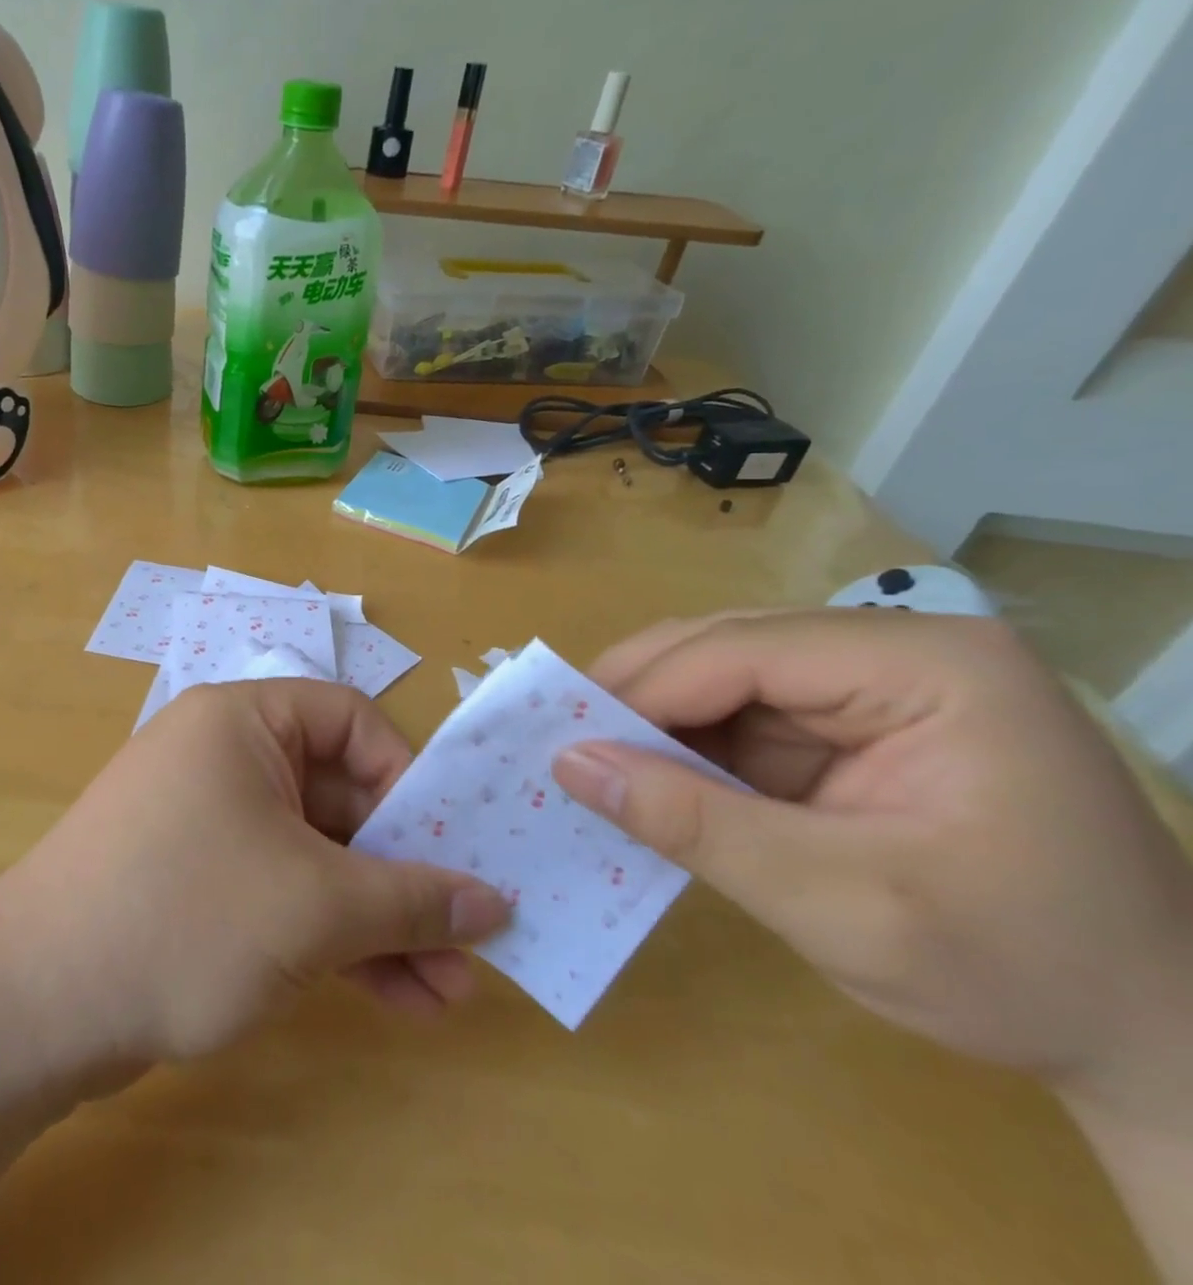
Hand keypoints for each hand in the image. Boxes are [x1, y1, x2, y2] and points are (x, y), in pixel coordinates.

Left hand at [0, 680, 511, 1065]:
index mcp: (243, 722)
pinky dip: (334, 939)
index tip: (446, 846)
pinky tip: (396, 999)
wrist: (33, 1007)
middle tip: (469, 939)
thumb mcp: (313, 907)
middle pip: (341, 797)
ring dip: (380, 921)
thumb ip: (411, 900)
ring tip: (448, 993)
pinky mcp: (199, 884)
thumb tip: (494, 903)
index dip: (406, 778)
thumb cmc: (184, 915)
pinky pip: (283, 892)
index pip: (351, 720)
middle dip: (405, 874)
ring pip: (317, 857)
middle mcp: (226, 759)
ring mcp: (210, 824)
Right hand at [549, 609, 1192, 1112]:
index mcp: (927, 665)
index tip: (560, 737)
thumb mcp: (840, 903)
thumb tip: (568, 764)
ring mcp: (874, 686)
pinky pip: (742, 719)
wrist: (1150, 1045)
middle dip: (639, 697)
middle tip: (562, 742)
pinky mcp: (852, 726)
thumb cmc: (1018, 971)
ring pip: (722, 679)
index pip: (744, 651)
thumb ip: (694, 824)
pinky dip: (687, 750)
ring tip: (591, 762)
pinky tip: (649, 781)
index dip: (642, 690)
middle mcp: (896, 652)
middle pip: (726, 648)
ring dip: (654, 723)